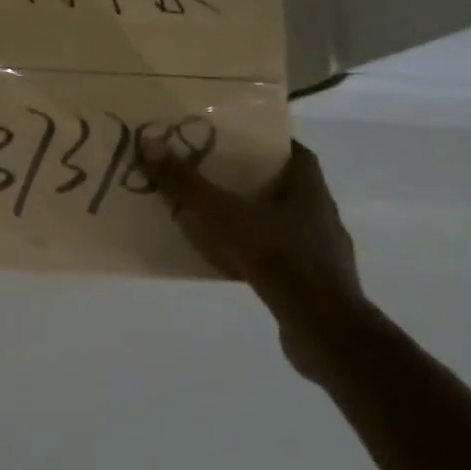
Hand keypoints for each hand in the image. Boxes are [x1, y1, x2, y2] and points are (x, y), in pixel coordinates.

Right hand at [140, 138, 363, 379]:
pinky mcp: (314, 285)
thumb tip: (148, 143)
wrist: (322, 328)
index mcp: (310, 192)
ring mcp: (323, 253)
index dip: (271, 144)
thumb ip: (186, 183)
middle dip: (255, 180)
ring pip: (285, 224)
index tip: (240, 141)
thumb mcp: (223, 215)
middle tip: (216, 175)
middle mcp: (322, 217)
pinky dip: (258, 253)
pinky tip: (232, 261)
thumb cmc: (278, 258)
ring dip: (256, 219)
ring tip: (218, 218)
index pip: (297, 155)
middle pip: (288, 188)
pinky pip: (281, 258)